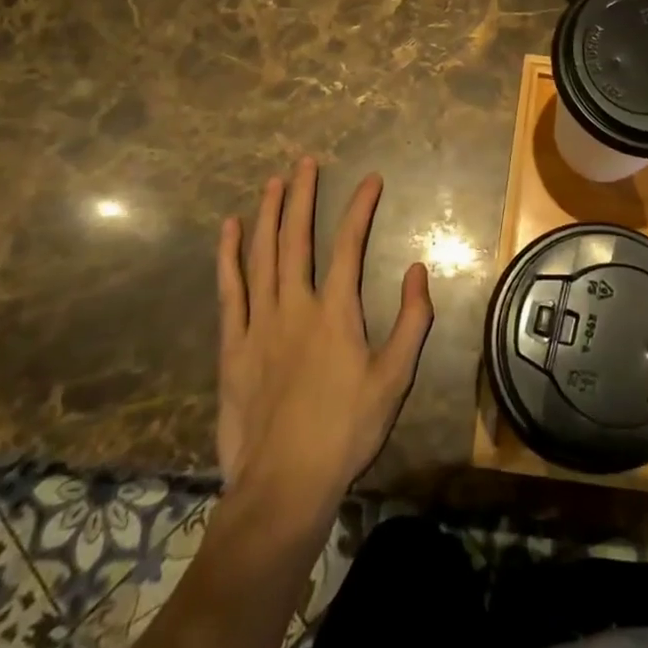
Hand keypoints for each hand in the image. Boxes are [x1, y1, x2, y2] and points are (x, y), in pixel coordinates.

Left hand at [216, 156, 431, 514]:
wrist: (283, 486)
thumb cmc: (345, 431)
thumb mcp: (395, 379)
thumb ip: (412, 320)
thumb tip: (419, 269)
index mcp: (336, 312)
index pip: (349, 244)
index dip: (360, 207)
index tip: (371, 179)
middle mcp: (295, 306)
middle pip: (296, 238)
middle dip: (302, 195)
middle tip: (304, 162)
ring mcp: (259, 324)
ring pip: (262, 255)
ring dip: (268, 214)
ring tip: (273, 181)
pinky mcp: (233, 346)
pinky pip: (230, 290)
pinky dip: (228, 256)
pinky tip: (229, 230)